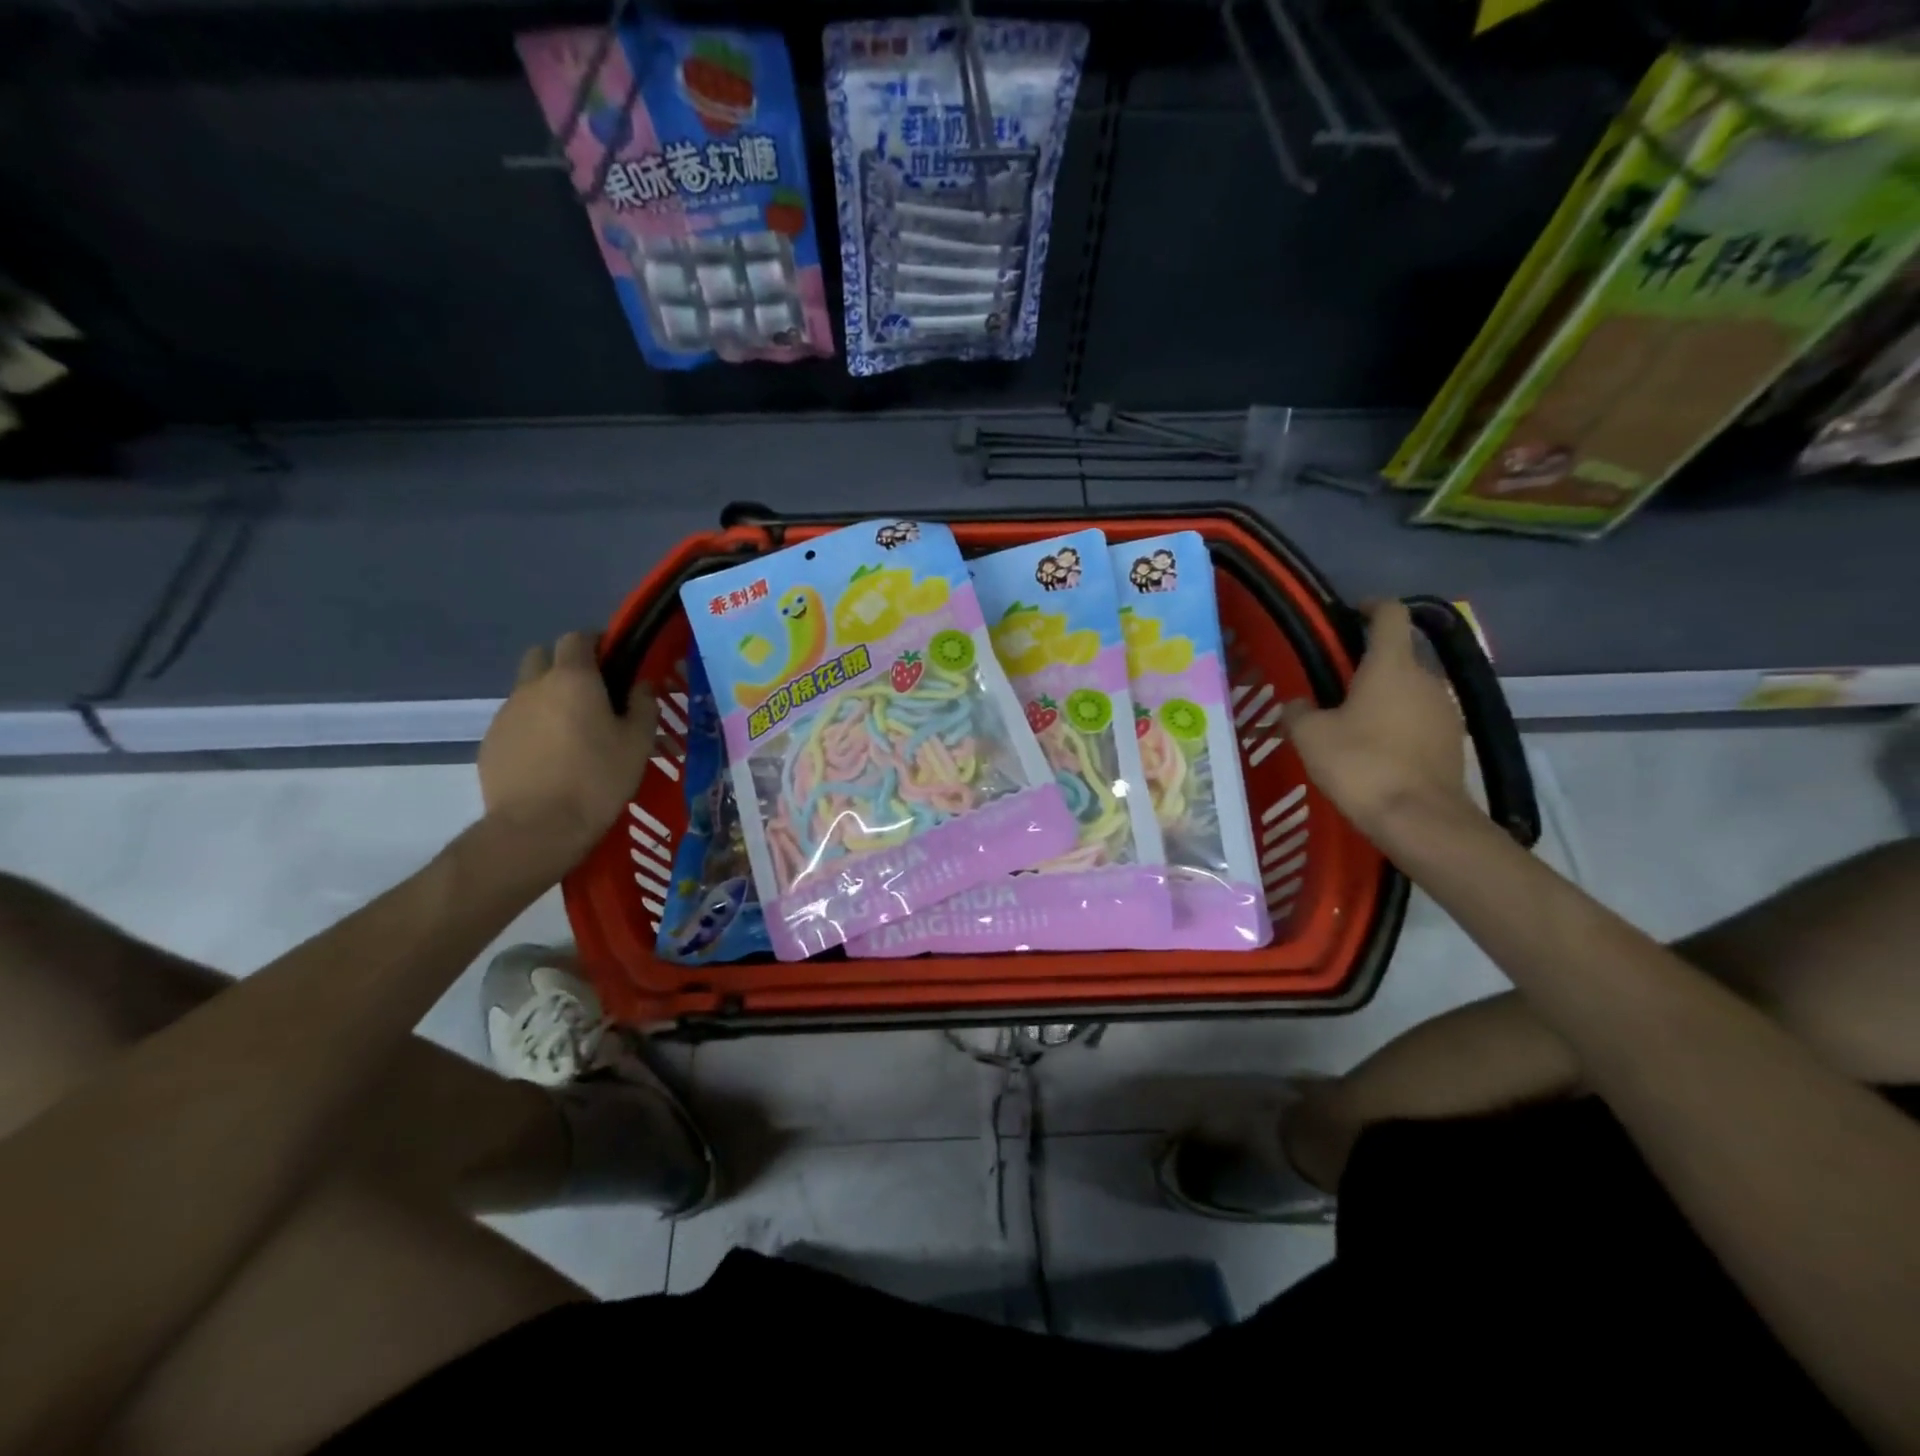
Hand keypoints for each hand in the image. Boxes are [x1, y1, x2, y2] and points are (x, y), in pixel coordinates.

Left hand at [478, 632, 656, 877]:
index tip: (614, 663)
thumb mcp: (638, 742)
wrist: (538, 827)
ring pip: (528, 691)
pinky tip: (550, 760)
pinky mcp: (490, 743)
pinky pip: (516, 723)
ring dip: (548, 700)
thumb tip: (641, 684)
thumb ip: (643, 705)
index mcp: (572, 679)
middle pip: (543, 656)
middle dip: (564, 665)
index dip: (596, 643)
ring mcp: (506, 714)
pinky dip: (533, 729)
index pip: (578, 638)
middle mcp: (533, 686)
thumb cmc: (598, 778)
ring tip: (572, 735)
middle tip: (590, 695)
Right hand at [1281, 600, 1470, 838]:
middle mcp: (1427, 679)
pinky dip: (1398, 725)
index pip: (1390, 615)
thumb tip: (1296, 703)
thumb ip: (1298, 711)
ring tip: (1352, 723)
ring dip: (1384, 698)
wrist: (1419, 820)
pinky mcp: (1453, 742)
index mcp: (1392, 665)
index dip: (1371, 606)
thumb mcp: (1310, 736)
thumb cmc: (1360, 765)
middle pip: (1398, 656)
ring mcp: (1446, 711)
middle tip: (1333, 686)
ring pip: (1409, 691)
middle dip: (1368, 665)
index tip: (1351, 613)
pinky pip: (1420, 720)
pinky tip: (1375, 751)